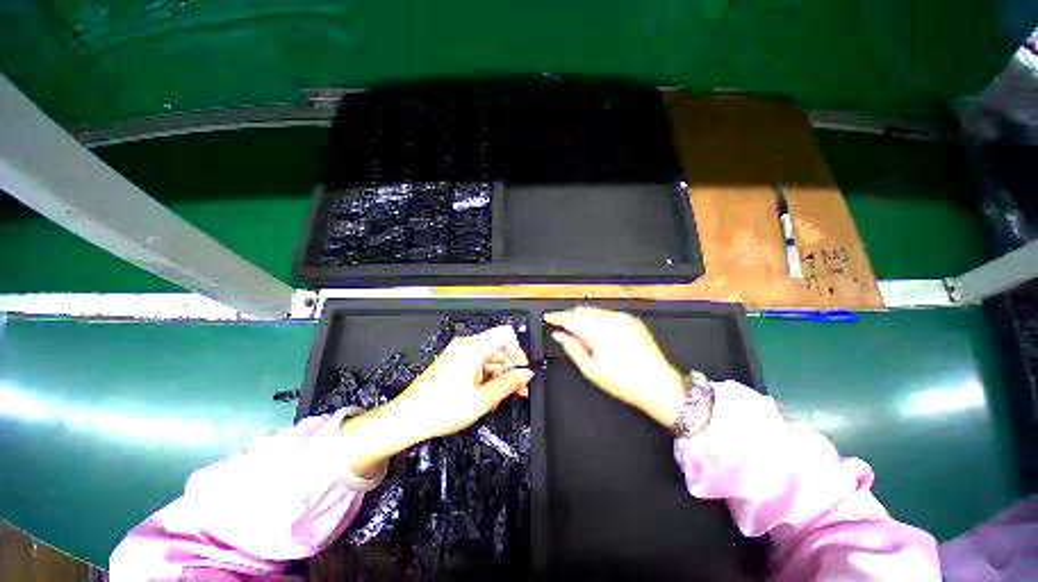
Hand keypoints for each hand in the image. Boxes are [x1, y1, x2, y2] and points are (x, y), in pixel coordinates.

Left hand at [339, 326, 532, 477]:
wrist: (408, 418)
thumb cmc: (444, 409)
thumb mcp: (482, 399)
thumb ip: (509, 384)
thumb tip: (527, 373)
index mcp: (473, 347)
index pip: (505, 334)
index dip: (518, 350)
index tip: (521, 371)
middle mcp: (466, 345)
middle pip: (498, 347)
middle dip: (511, 368)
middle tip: (518, 392)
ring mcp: (458, 353)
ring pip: (489, 357)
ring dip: (499, 375)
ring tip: (501, 398)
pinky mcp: (453, 362)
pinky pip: (478, 363)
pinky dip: (487, 376)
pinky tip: (487, 395)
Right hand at [545, 306, 686, 427]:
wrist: (658, 384)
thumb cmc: (624, 382)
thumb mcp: (591, 370)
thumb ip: (571, 348)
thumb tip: (559, 335)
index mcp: (598, 333)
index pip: (570, 319)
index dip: (557, 317)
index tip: (549, 318)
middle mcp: (610, 320)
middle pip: (581, 311)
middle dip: (570, 317)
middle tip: (562, 328)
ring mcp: (622, 318)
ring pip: (594, 311)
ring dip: (583, 317)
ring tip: (580, 332)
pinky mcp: (631, 319)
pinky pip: (607, 313)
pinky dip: (597, 318)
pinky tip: (597, 331)